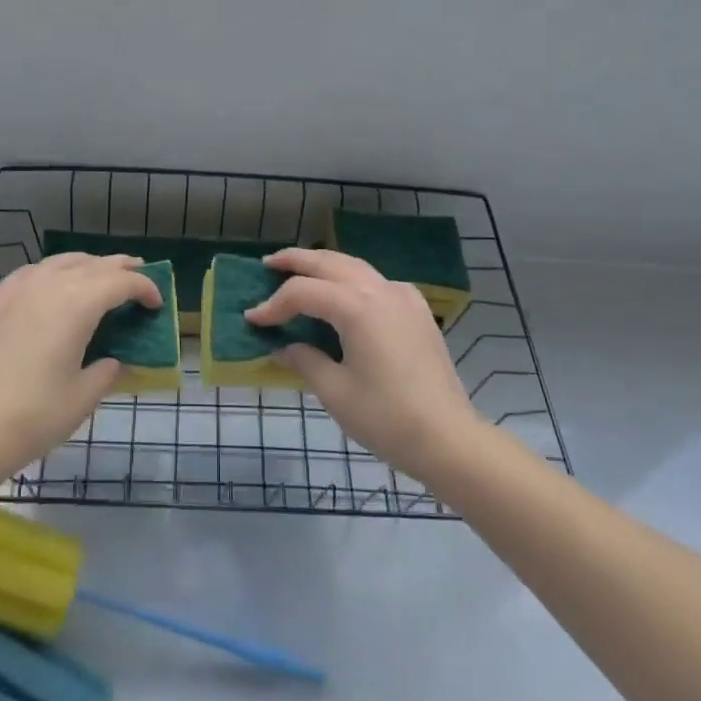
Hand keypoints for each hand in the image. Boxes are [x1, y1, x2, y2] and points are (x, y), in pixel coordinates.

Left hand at [0, 253, 161, 477]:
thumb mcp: (84, 396)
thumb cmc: (35, 415)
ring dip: (88, 265)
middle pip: (94, 264)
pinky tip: (54, 284)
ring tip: (102, 276)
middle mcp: (49, 284)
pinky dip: (54, 271)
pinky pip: (32, 272)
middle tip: (141, 275)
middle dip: (122, 268)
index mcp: (77, 303)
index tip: (157, 304)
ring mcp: (18, 289)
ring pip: (62, 261)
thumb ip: (108, 370)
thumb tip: (114, 360)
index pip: (122, 282)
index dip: (145, 288)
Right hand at [245, 248, 477, 484]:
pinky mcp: (417, 311)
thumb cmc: (387, 418)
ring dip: (325, 265)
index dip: (273, 304)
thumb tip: (284, 348)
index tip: (252, 319)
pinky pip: (378, 282)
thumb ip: (305, 361)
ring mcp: (403, 297)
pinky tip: (347, 295)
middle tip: (268, 264)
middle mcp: (380, 290)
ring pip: (355, 266)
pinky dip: (354, 279)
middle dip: (296, 261)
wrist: (449, 439)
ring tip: (300, 270)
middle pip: (330, 263)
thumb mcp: (336, 392)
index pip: (303, 292)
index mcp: (356, 307)